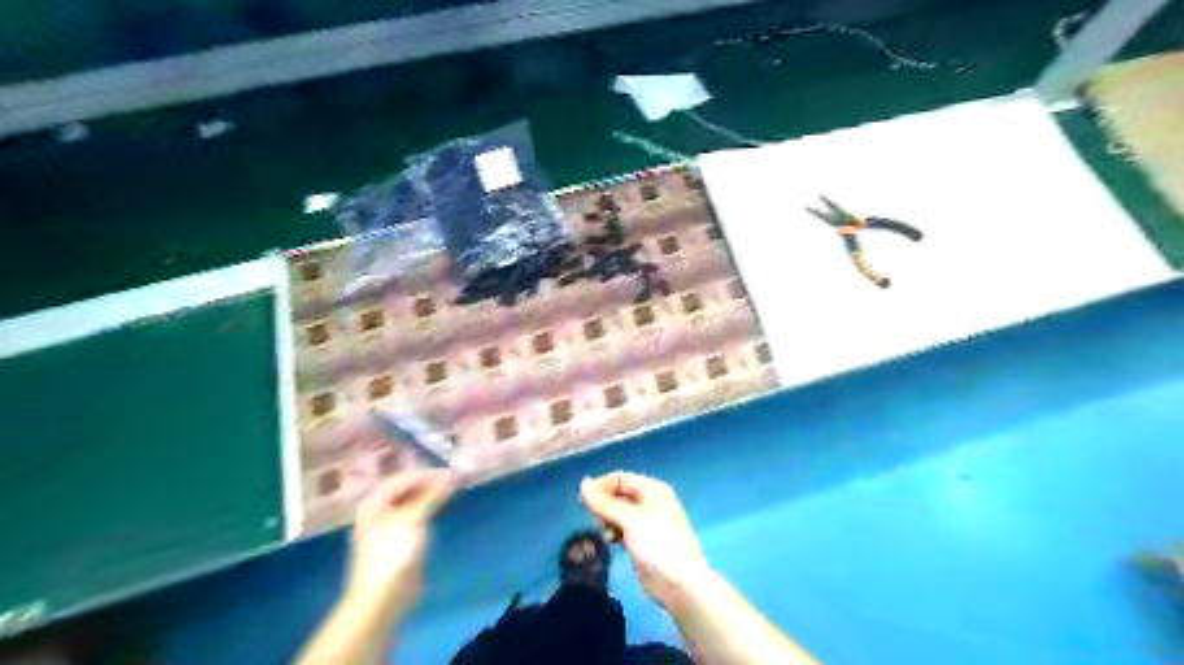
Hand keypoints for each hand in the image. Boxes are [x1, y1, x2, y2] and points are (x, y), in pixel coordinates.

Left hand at [348, 468, 455, 608]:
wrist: (381, 598)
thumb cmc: (393, 553)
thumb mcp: (414, 518)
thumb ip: (432, 495)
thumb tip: (450, 476)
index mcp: (374, 502)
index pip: (403, 478)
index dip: (428, 473)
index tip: (451, 473)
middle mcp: (377, 510)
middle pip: (405, 489)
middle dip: (428, 483)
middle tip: (453, 481)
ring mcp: (385, 527)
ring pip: (410, 502)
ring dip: (429, 495)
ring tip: (450, 492)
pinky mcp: (395, 542)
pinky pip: (413, 517)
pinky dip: (427, 510)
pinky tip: (439, 511)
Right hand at [579, 470, 704, 605]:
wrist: (681, 585)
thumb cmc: (657, 545)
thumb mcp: (629, 520)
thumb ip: (605, 503)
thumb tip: (583, 483)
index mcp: (653, 489)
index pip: (620, 478)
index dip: (601, 486)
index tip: (582, 501)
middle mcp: (651, 501)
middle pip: (620, 494)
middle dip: (604, 504)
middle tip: (596, 520)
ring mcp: (649, 521)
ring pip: (620, 512)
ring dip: (608, 519)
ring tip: (604, 532)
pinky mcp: (645, 540)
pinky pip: (624, 527)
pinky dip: (615, 531)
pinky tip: (611, 541)